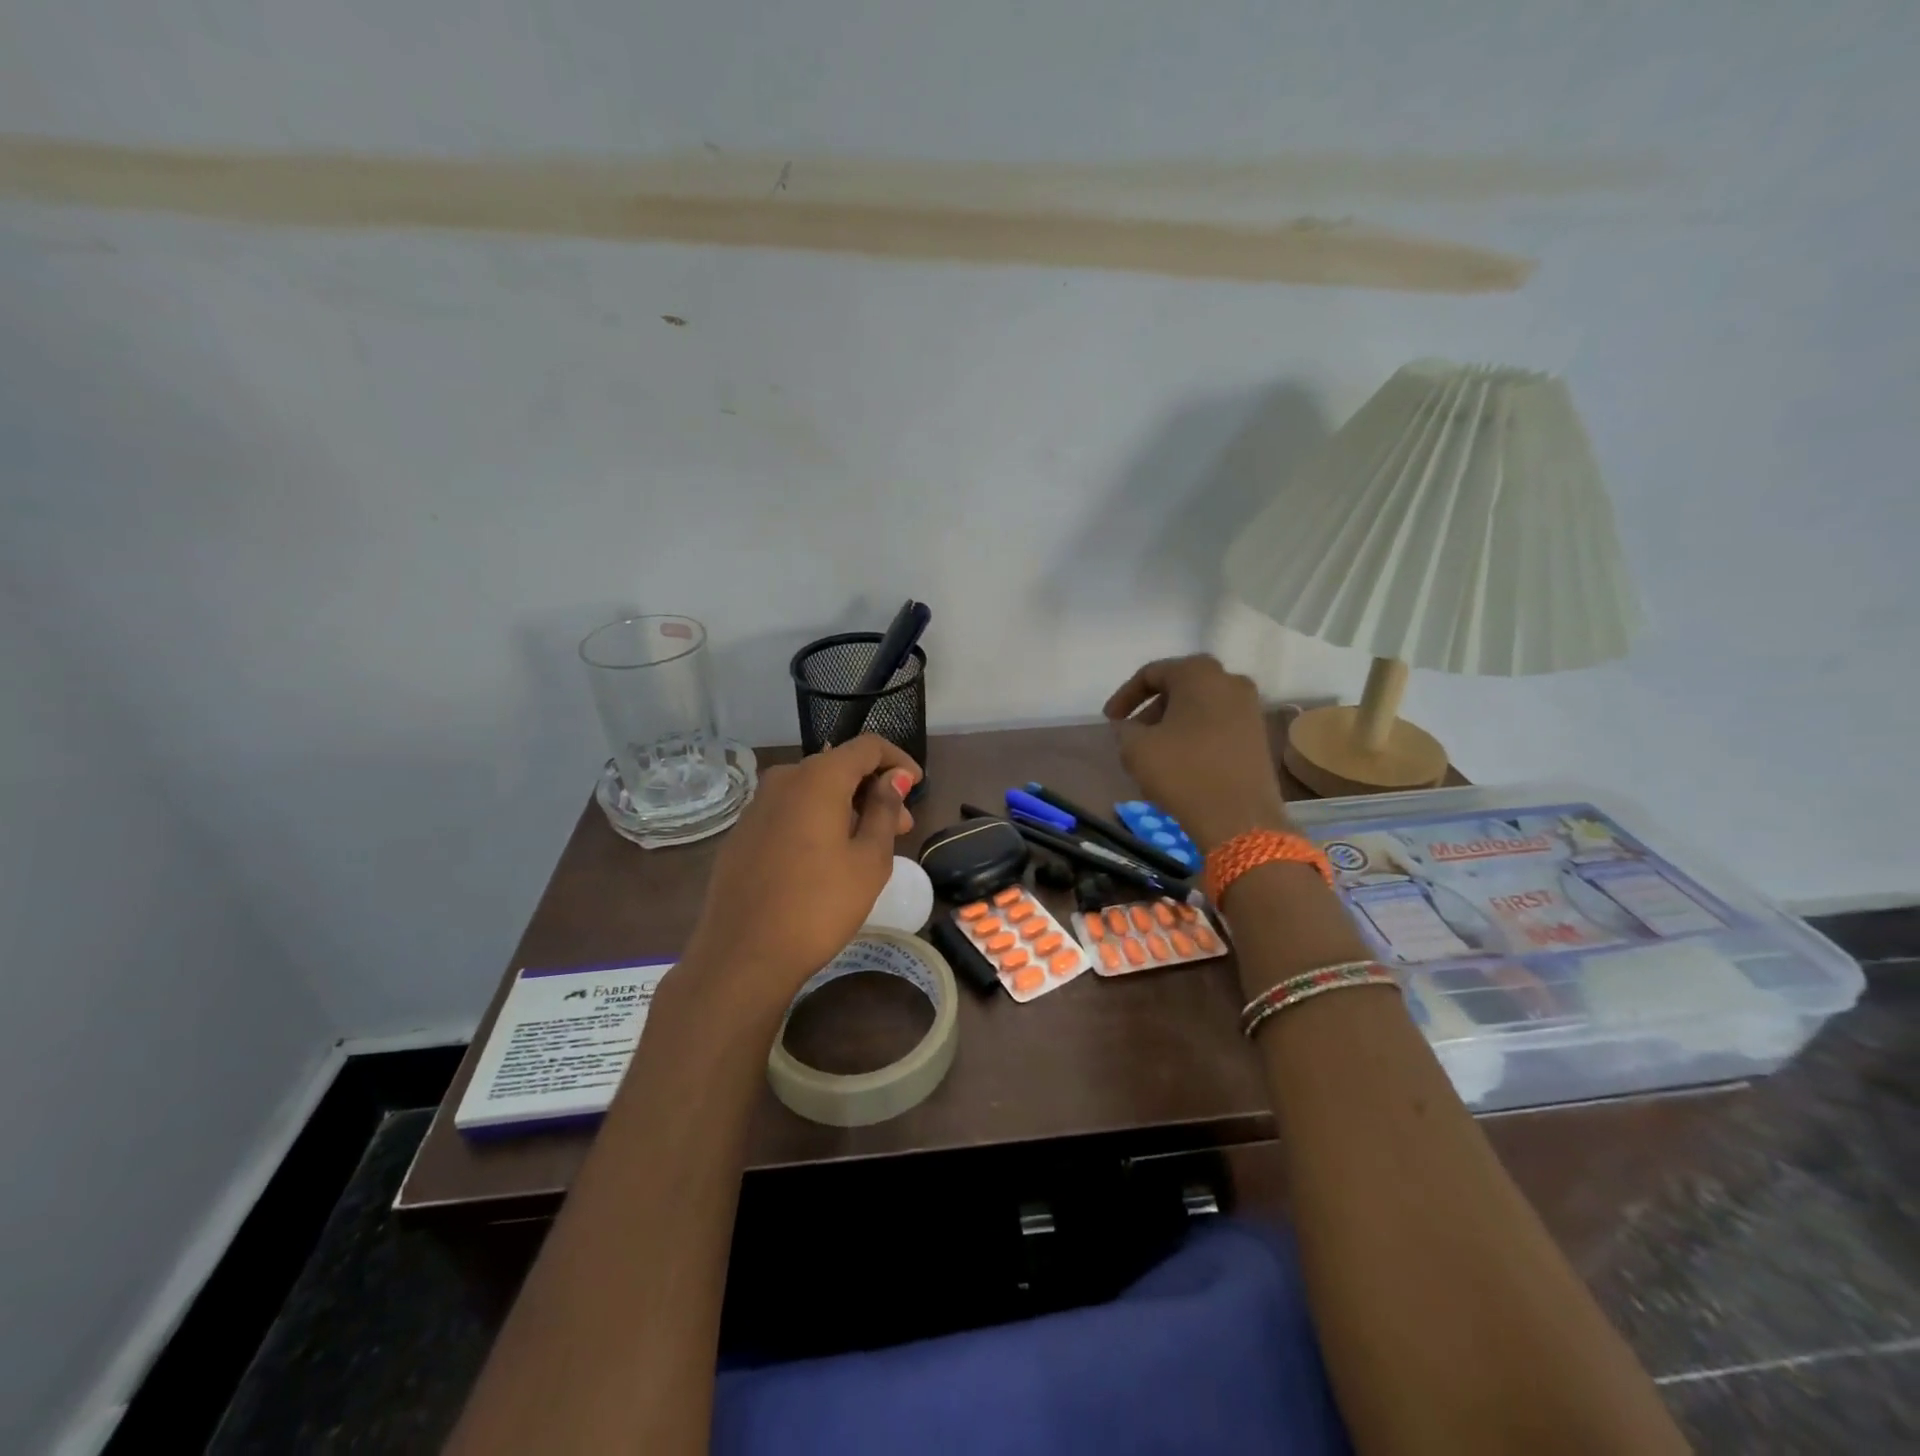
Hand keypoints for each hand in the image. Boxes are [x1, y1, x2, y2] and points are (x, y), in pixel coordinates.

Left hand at [680, 735, 919, 1011]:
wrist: (743, 955)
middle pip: (839, 766)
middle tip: (902, 828)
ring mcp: (757, 805)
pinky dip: (817, 820)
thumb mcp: (869, 859)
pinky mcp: (743, 832)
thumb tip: (893, 777)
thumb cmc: (820, 906)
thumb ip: (885, 809)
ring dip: (847, 807)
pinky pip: (790, 811)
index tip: (918, 788)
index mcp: (818, 778)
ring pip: (813, 790)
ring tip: (868, 846)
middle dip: (874, 789)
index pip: (868, 747)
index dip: (898, 761)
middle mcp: (784, 779)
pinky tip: (828, 858)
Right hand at [1104, 655, 1290, 852]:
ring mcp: (1250, 709)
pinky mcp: (1259, 736)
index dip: (1124, 696)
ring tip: (1153, 751)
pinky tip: (1180, 761)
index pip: (1151, 673)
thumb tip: (1129, 727)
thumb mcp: (1136, 748)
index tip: (1109, 720)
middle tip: (1131, 733)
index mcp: (1199, 674)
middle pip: (1180, 687)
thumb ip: (1125, 729)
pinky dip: (1195, 735)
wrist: (1239, 819)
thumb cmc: (1183, 773)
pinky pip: (1218, 725)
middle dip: (1151, 709)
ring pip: (1200, 707)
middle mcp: (1230, 681)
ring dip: (1173, 723)